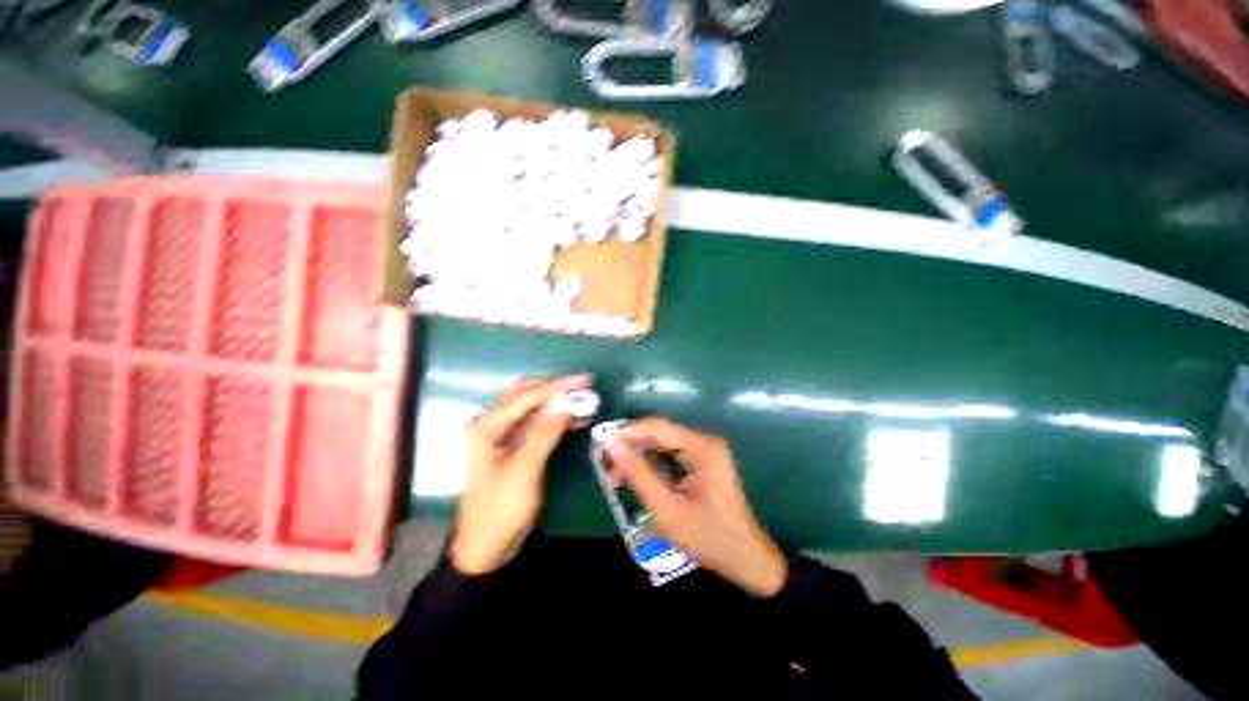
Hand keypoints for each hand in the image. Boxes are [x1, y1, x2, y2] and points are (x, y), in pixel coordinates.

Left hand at [449, 374, 589, 575]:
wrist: (486, 549)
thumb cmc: (501, 510)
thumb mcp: (524, 470)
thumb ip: (545, 433)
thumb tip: (567, 401)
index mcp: (488, 426)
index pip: (527, 396)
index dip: (558, 386)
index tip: (585, 379)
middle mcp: (494, 424)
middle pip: (528, 394)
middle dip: (557, 389)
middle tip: (585, 386)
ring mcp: (504, 435)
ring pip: (535, 409)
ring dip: (559, 403)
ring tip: (587, 401)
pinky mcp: (516, 447)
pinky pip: (538, 425)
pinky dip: (557, 419)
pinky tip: (577, 419)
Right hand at [604, 418, 787, 596]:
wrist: (746, 559)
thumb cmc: (708, 537)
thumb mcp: (667, 508)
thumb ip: (637, 473)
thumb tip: (610, 444)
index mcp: (700, 447)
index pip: (656, 426)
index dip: (627, 433)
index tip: (602, 449)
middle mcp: (703, 440)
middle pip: (658, 432)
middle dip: (631, 447)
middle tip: (608, 470)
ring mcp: (704, 449)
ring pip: (661, 442)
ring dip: (639, 455)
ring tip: (617, 477)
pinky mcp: (702, 459)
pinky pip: (670, 452)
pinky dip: (651, 462)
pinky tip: (638, 477)